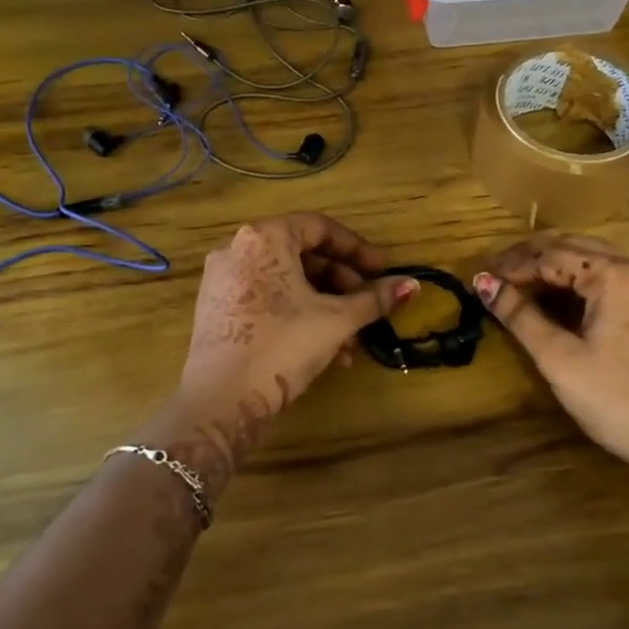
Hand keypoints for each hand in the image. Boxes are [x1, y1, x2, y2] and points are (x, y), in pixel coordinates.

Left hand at [179, 212, 415, 422]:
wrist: (221, 401)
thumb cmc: (283, 346)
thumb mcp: (337, 320)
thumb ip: (374, 299)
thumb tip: (412, 284)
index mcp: (264, 238)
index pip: (320, 227)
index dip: (357, 250)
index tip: (382, 272)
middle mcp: (237, 249)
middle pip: (302, 255)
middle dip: (341, 284)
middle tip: (366, 307)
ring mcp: (222, 280)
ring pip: (286, 282)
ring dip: (324, 306)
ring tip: (349, 341)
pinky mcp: (216, 309)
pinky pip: (266, 299)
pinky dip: (297, 315)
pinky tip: (323, 351)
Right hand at [474, 234, 628, 501]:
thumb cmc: (615, 398)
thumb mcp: (559, 358)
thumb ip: (519, 315)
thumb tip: (483, 283)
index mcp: (613, 274)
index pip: (550, 254)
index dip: (511, 265)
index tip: (478, 277)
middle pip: (571, 247)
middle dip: (528, 259)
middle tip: (492, 277)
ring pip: (588, 260)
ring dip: (549, 268)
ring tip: (514, 285)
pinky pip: (603, 279)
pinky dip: (571, 283)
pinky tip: (550, 299)